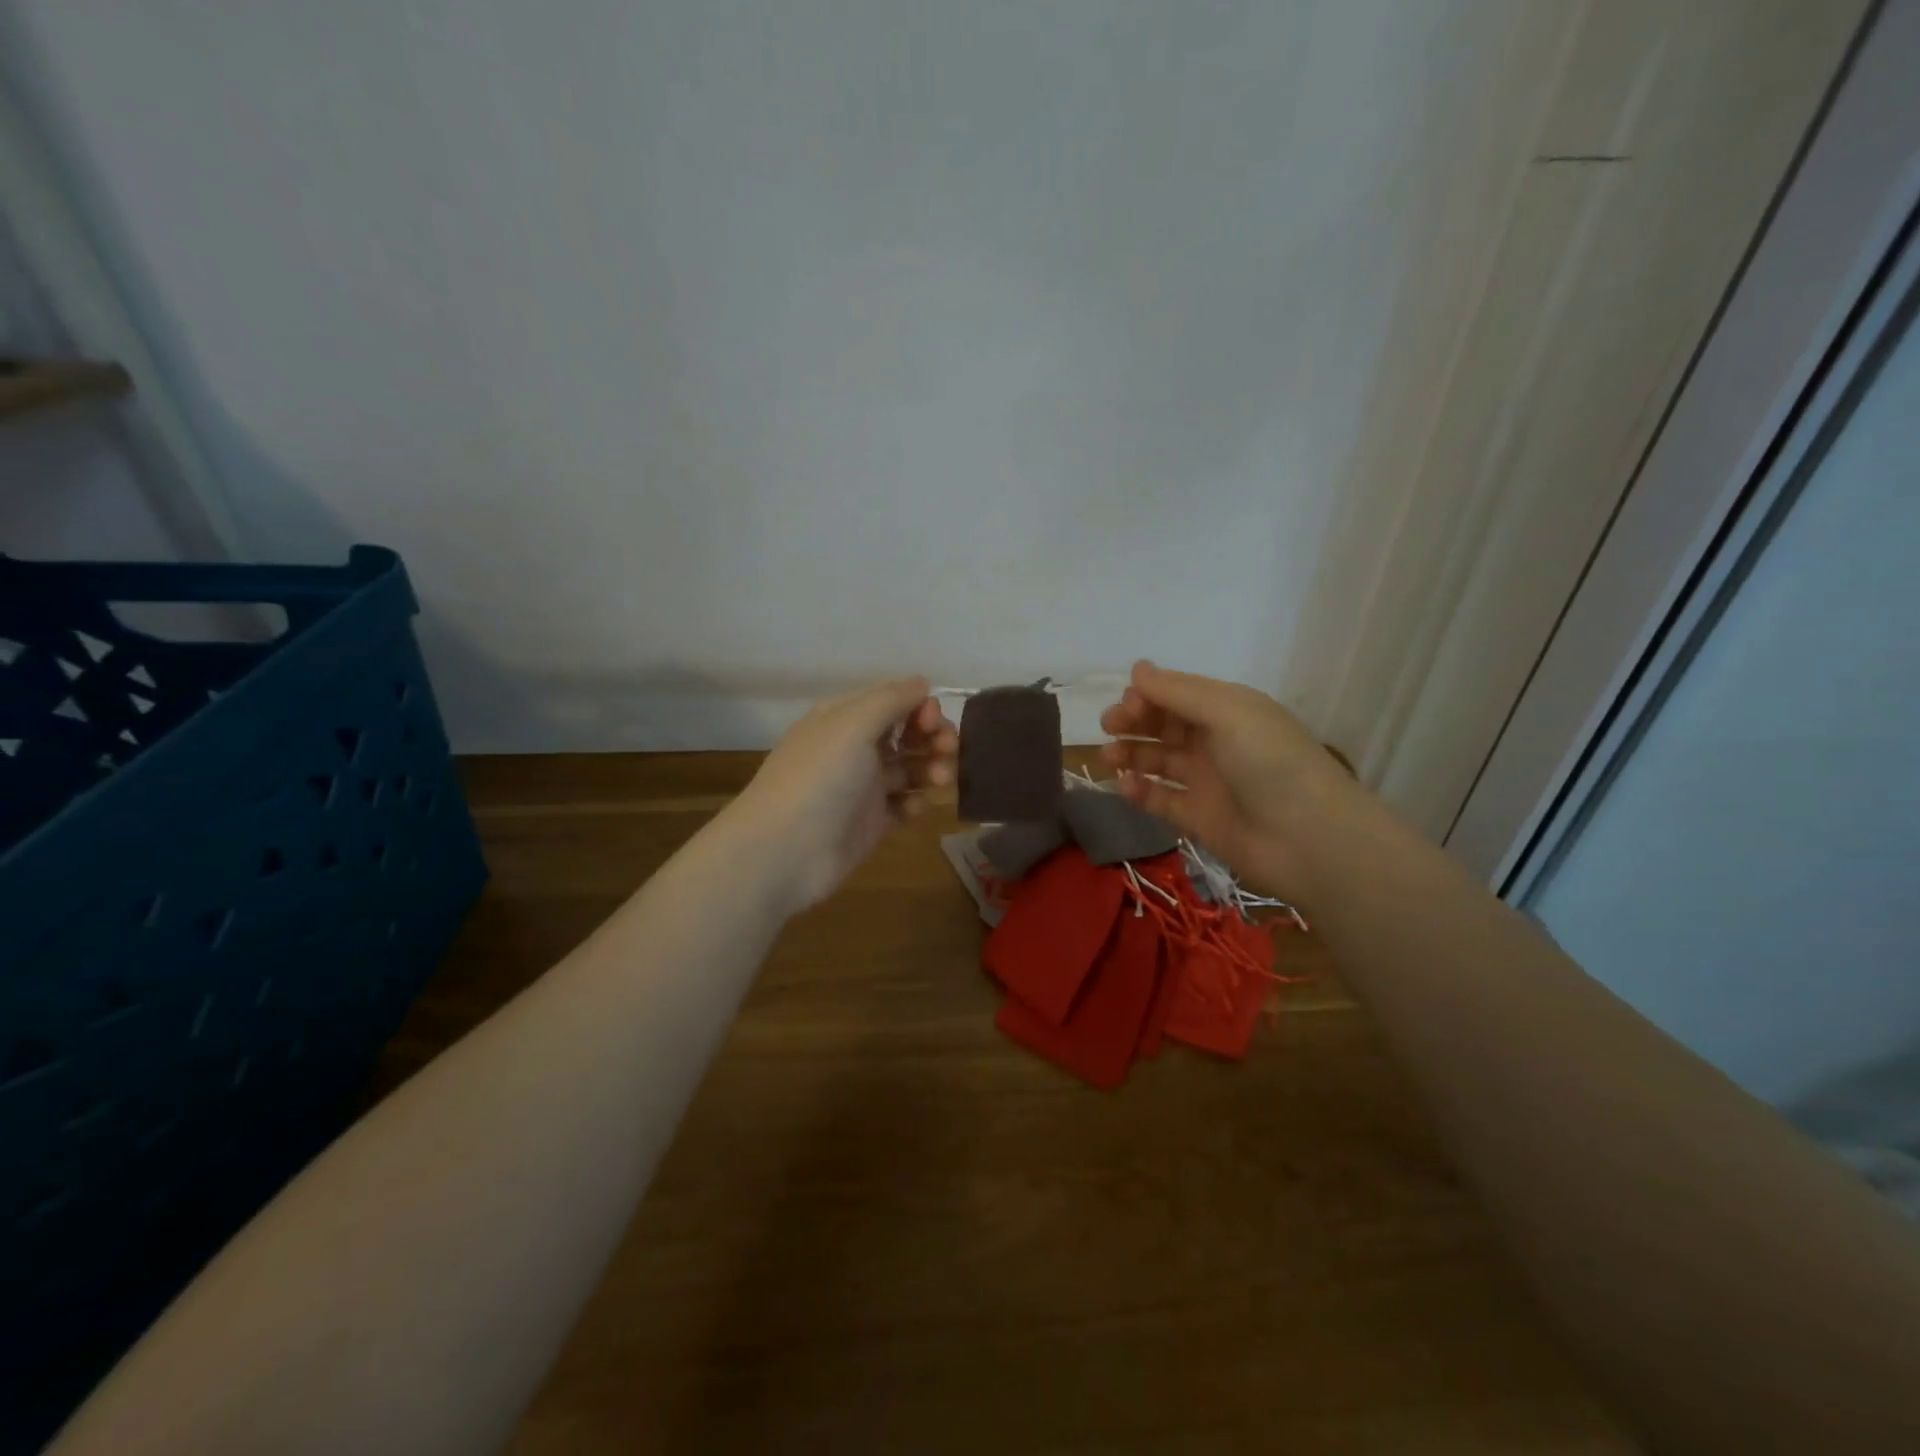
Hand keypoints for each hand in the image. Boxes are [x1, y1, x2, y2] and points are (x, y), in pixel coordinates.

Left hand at [729, 677, 956, 913]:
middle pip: (907, 733)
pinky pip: (904, 803)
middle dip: (933, 737)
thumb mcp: (852, 725)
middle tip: (948, 751)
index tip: (932, 722)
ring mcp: (863, 786)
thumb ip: (891, 700)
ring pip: (910, 768)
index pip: (892, 699)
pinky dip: (915, 802)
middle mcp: (854, 747)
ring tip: (939, 781)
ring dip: (931, 768)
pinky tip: (913, 809)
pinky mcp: (871, 821)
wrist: (785, 851)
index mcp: (844, 718)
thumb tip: (922, 682)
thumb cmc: (819, 778)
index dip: (919, 707)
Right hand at [1100, 661, 1360, 900]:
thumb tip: (1137, 669)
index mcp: (1228, 710)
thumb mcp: (1228, 713)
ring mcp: (1206, 781)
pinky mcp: (1198, 818)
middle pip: (1164, 725)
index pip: (1178, 694)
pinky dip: (1140, 791)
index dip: (1149, 695)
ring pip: (1159, 761)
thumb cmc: (1269, 763)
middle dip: (1134, 722)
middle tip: (1109, 727)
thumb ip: (1178, 692)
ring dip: (1131, 754)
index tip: (1127, 705)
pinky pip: (1161, 799)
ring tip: (1107, 757)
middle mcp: (1216, 742)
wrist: (1308, 839)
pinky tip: (1124, 786)